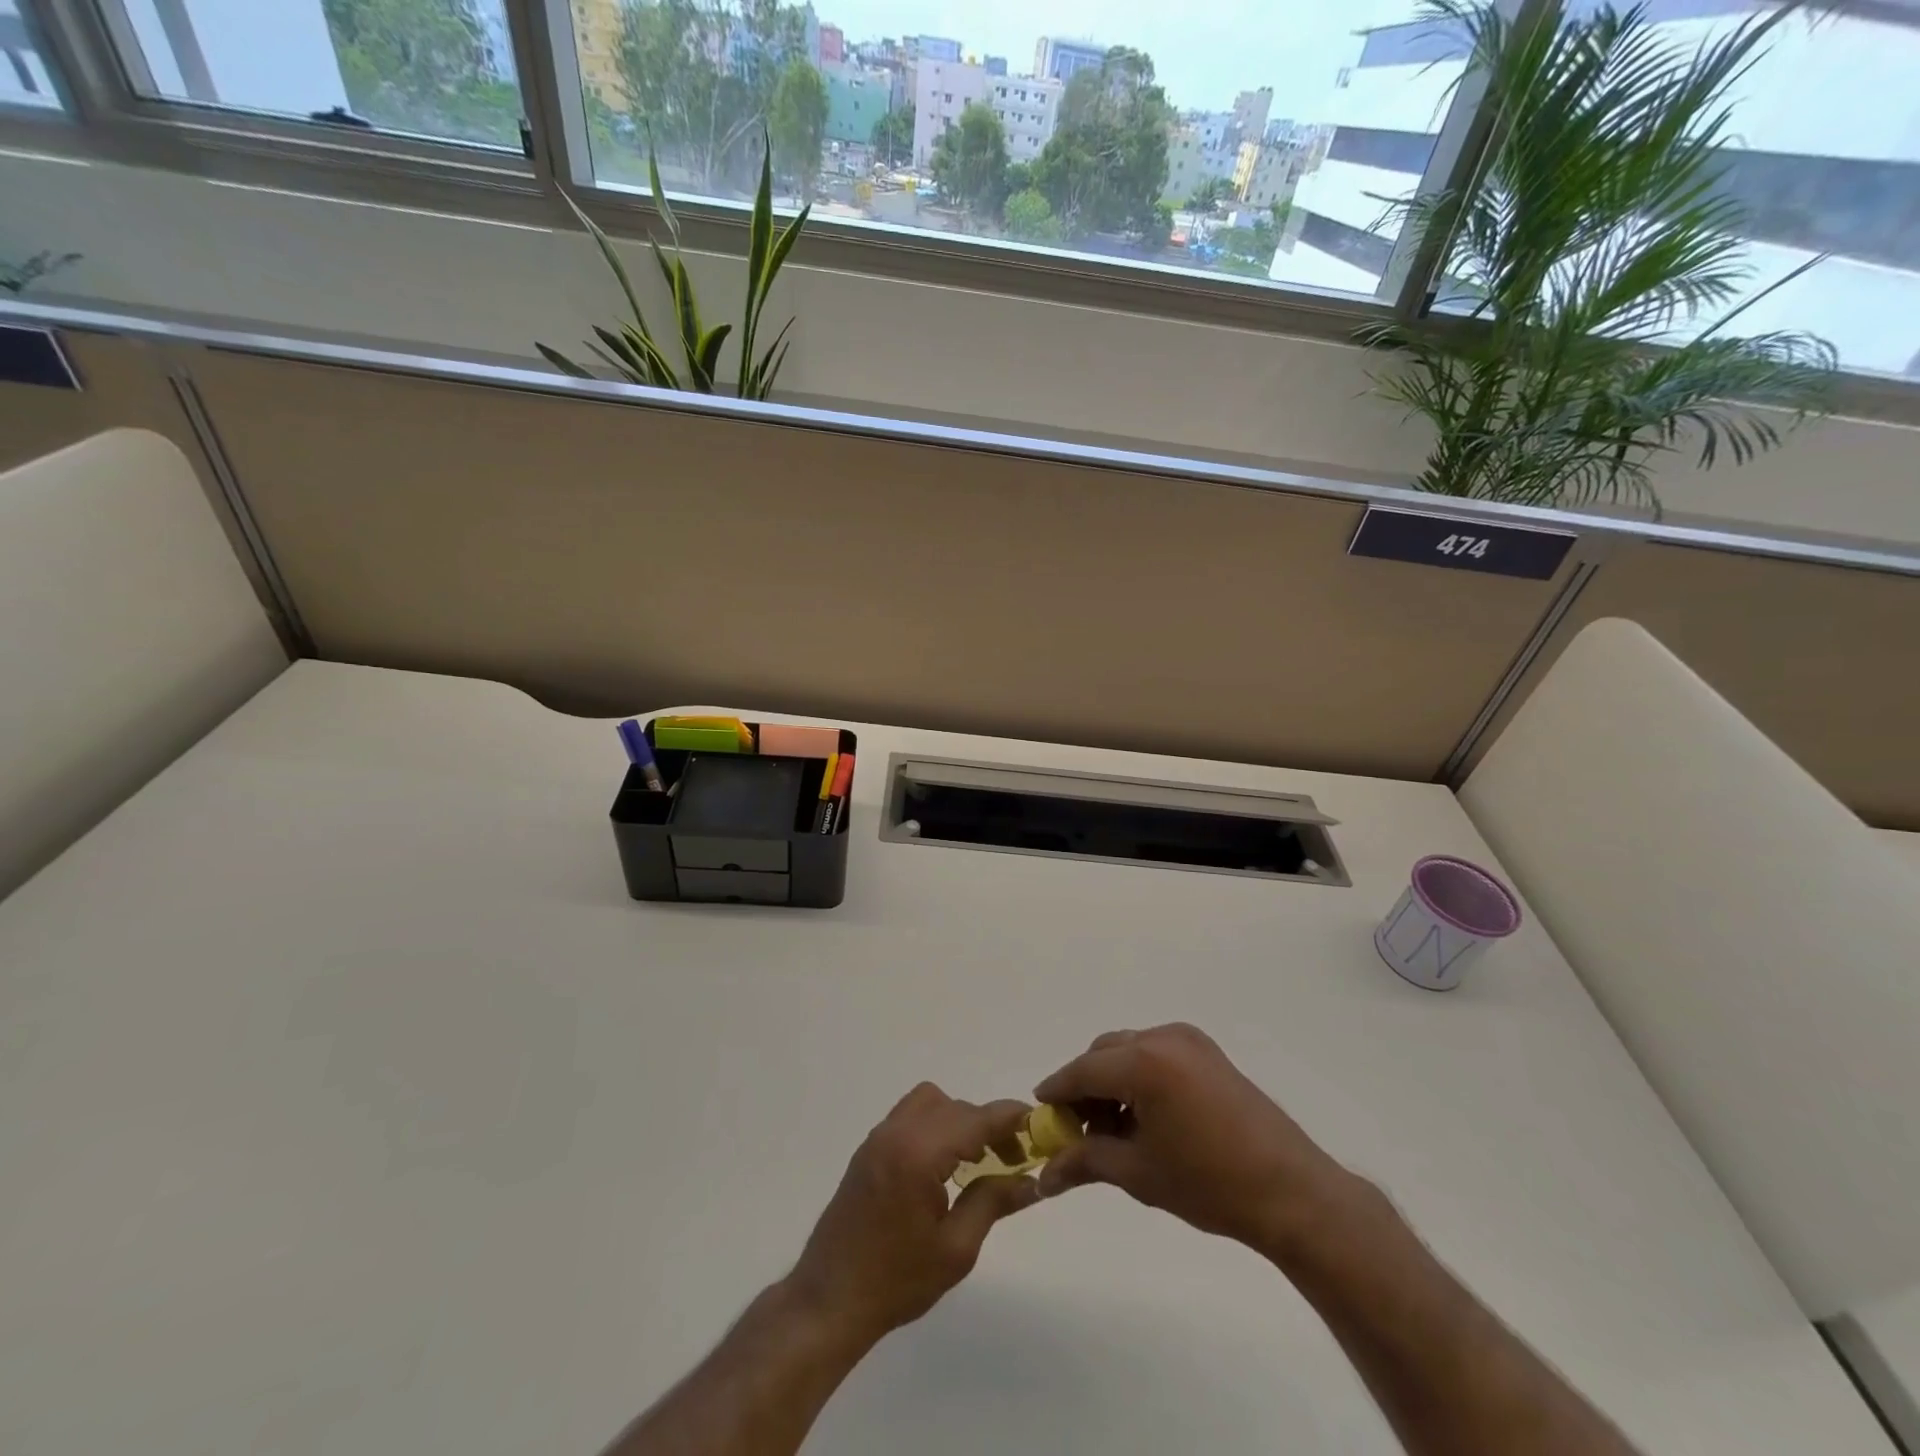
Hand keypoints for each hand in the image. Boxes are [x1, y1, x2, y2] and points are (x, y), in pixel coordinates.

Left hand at [786, 1084, 1039, 1347]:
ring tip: (977, 1158)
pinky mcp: (869, 1148)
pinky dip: (935, 1125)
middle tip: (1013, 1158)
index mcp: (919, 1154)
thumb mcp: (956, 1250)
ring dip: (959, 1120)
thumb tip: (1032, 1181)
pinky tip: (945, 1164)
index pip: (976, 1119)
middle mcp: (897, 1132)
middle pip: (955, 1107)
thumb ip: (993, 1202)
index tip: (1039, 1124)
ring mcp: (879, 1136)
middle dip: (988, 1125)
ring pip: (931, 1102)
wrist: (830, 1300)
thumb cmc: (896, 1281)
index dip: (1010, 1118)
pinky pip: (911, 1115)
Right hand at [1033, 1024, 1358, 1254]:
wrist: (1291, 1192)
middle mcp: (1163, 1038)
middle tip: (1079, 1131)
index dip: (1057, 1092)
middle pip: (1104, 1054)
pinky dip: (1139, 1077)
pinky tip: (1145, 1116)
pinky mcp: (1208, 1051)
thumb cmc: (1209, 1183)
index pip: (1082, 1070)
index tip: (1038, 1113)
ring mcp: (1189, 1041)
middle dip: (1085, 1088)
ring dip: (1112, 1082)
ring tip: (1115, 1130)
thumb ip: (1085, 1161)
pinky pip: (1156, 1054)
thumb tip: (1043, 1174)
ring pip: (1129, 1051)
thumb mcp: (1138, 1173)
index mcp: (1144, 1062)